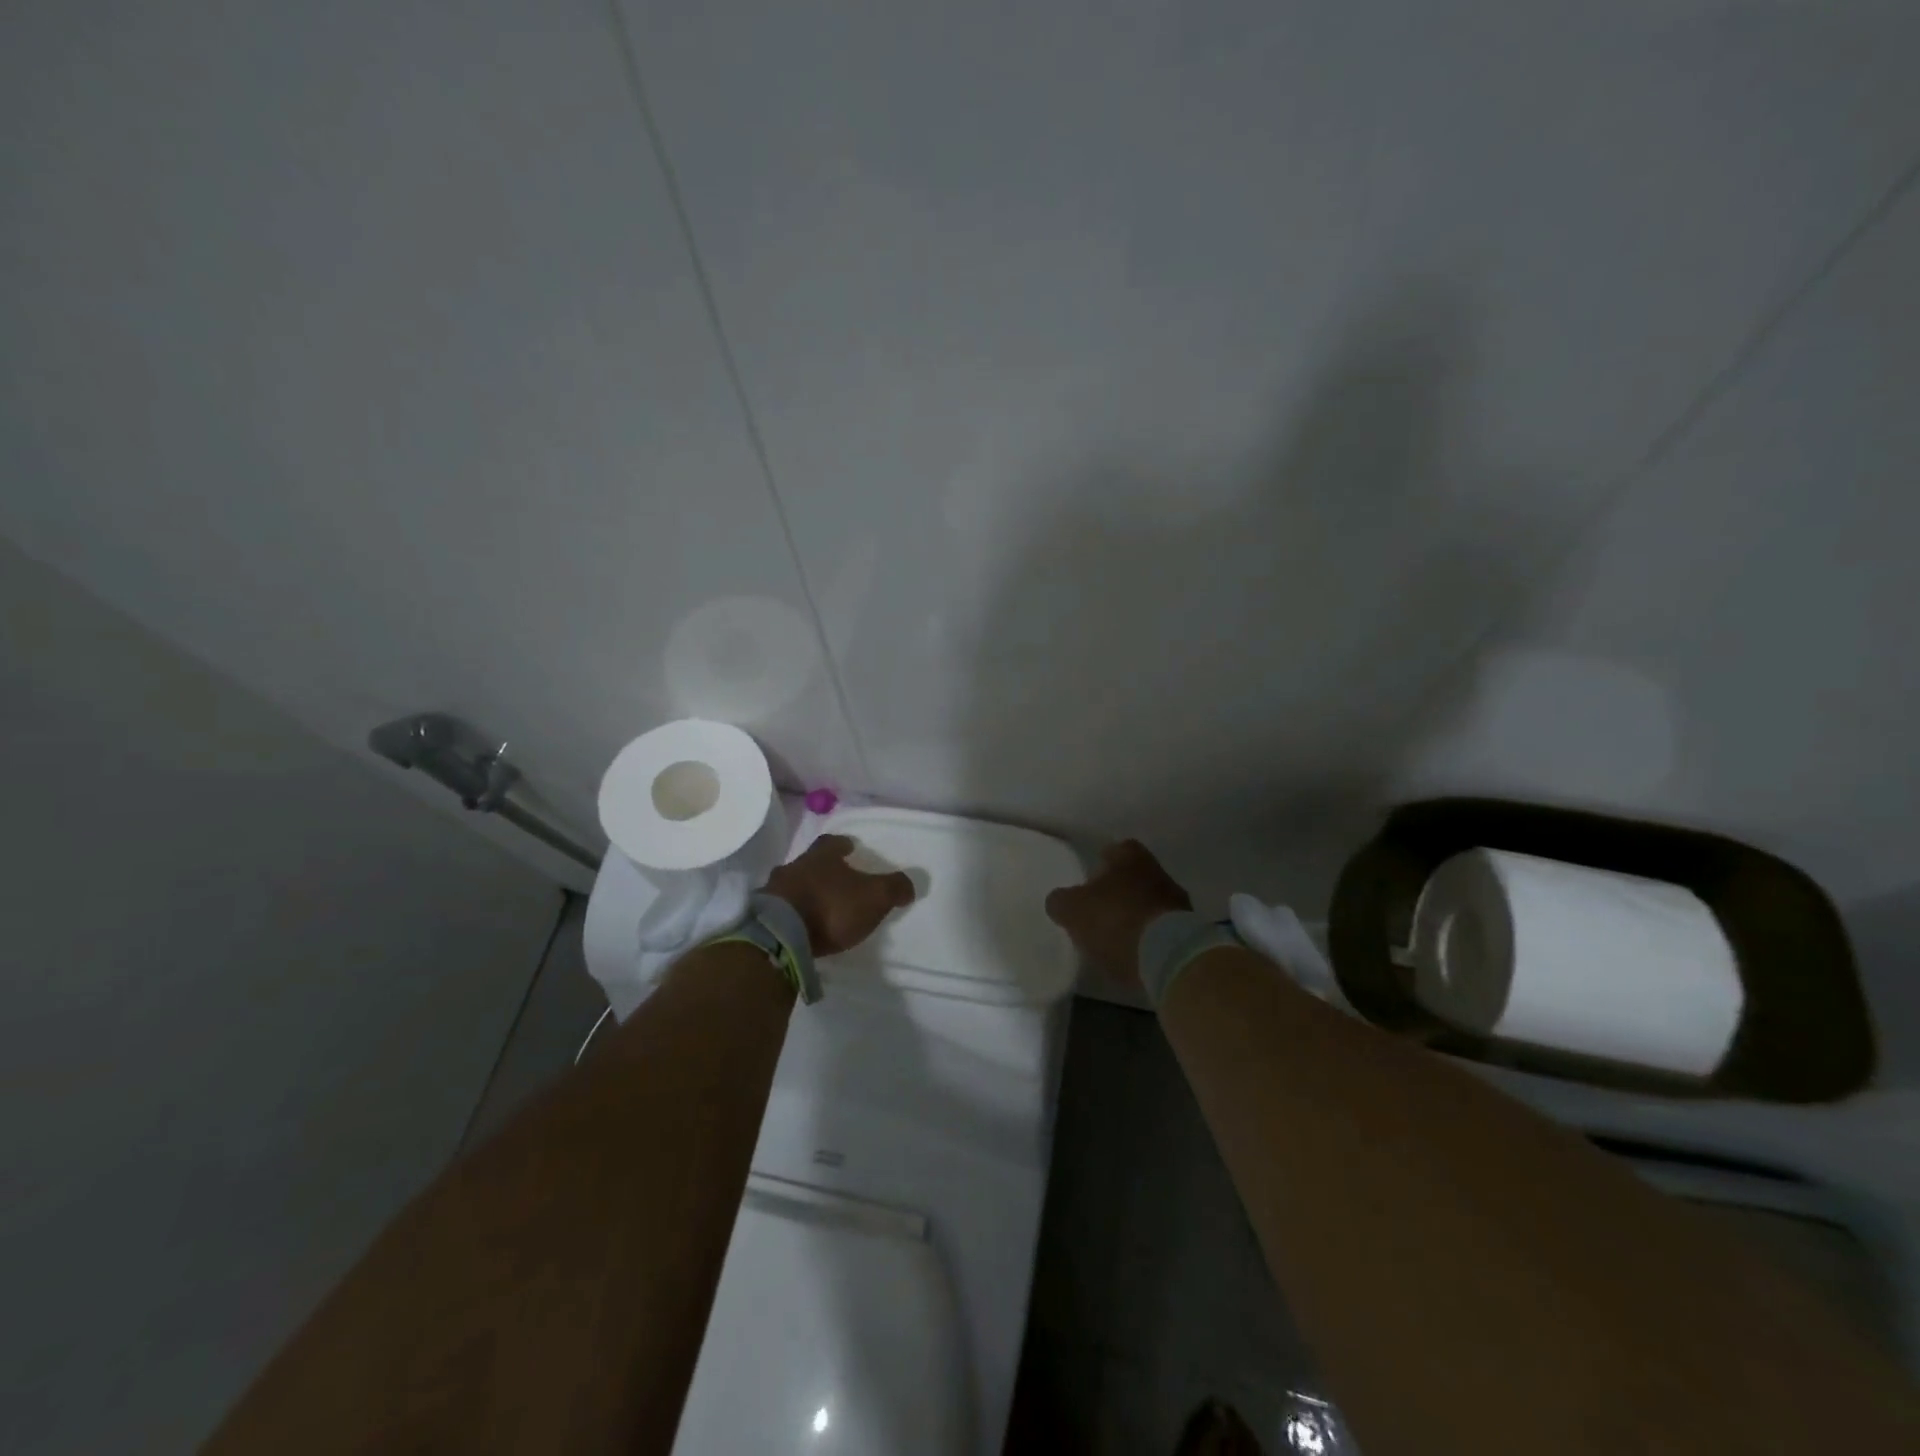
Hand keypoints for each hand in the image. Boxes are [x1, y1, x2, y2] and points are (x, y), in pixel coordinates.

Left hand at [763, 834, 915, 956]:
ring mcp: (773, 890)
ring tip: (814, 905)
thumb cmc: (831, 907)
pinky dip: (788, 913)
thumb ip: (894, 888)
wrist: (780, 935)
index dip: (842, 845)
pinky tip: (797, 925)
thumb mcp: (875, 897)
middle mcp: (794, 866)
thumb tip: (909, 885)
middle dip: (821, 870)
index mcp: (822, 856)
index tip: (850, 848)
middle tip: (834, 879)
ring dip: (802, 891)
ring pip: (790, 884)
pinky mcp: (760, 915)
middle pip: (809, 863)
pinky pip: (777, 908)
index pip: (832, 842)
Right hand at [1045, 840, 1191, 992]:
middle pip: (1136, 876)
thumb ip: (1061, 902)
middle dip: (1119, 889)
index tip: (1090, 877)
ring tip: (1116, 935)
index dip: (1103, 861)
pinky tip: (1134, 953)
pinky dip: (1149, 938)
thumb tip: (1059, 901)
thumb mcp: (1073, 910)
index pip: (1117, 849)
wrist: (1168, 957)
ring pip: (1151, 902)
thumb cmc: (1116, 920)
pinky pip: (1163, 929)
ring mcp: (1178, 904)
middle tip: (1099, 907)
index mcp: (1131, 858)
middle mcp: (1158, 873)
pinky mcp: (1189, 934)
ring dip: (1136, 915)